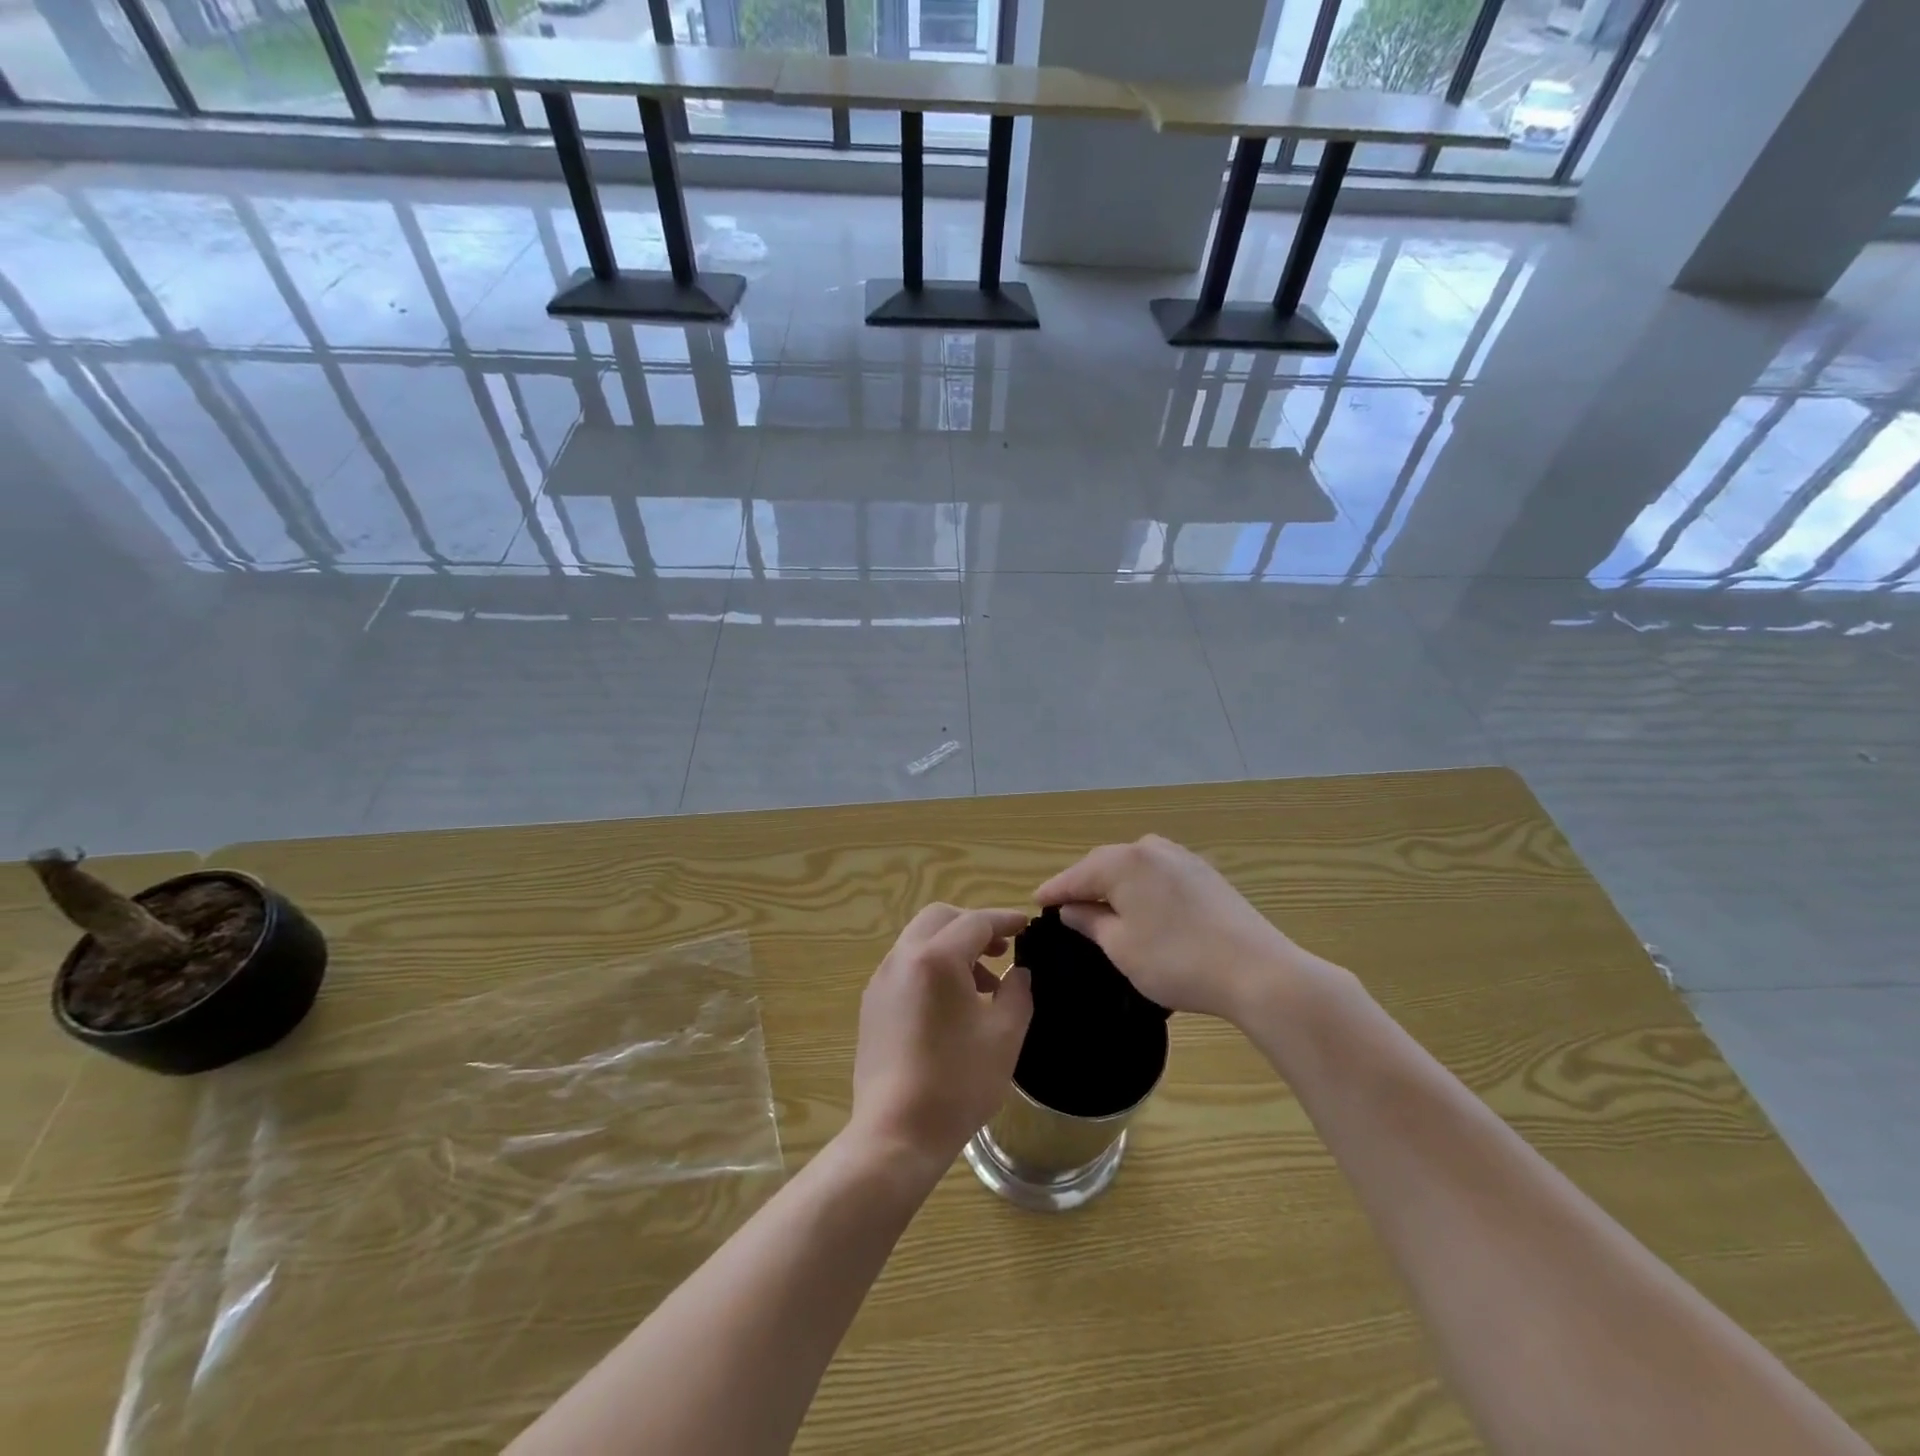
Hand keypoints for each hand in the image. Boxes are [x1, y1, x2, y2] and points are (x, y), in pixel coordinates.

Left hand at [848, 905, 1033, 1172]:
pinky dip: (932, 966)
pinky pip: (906, 965)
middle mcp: (902, 958)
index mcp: (936, 959)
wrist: (896, 1133)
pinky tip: (952, 1004)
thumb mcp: (1004, 1036)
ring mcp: (881, 980)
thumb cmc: (957, 1083)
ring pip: (920, 940)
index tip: (1027, 925)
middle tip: (1002, 950)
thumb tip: (1018, 972)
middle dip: (974, 926)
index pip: (976, 922)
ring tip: (983, 984)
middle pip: (940, 919)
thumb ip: (1017, 992)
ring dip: (952, 947)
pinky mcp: (872, 1004)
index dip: (1005, 920)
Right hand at [1034, 835, 1317, 1023]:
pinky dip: (1141, 887)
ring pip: (1134, 867)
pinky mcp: (1204, 874)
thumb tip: (1073, 908)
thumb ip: (1091, 922)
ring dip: (1114, 884)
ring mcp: (1182, 858)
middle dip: (1084, 884)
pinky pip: (1158, 873)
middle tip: (1065, 906)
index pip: (1077, 874)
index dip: (1055, 890)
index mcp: (1124, 861)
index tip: (1035, 902)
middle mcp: (1151, 848)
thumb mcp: (1121, 947)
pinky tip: (1141, 906)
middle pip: (1105, 864)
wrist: (1256, 971)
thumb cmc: (1176, 961)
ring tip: (1101, 906)